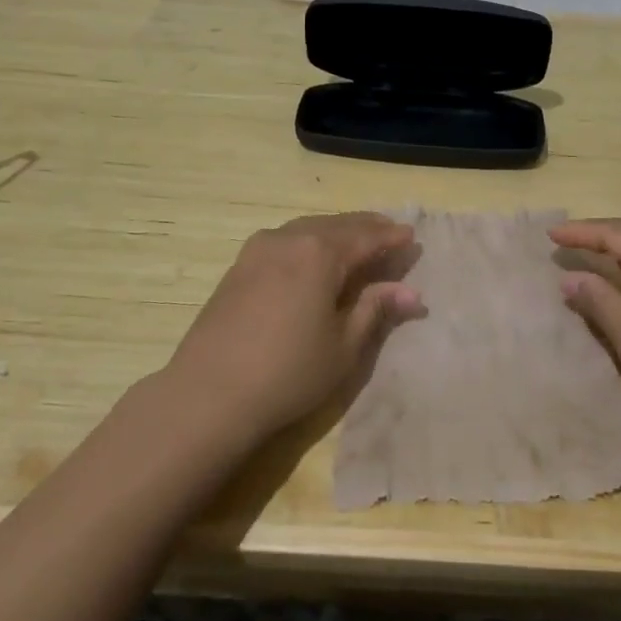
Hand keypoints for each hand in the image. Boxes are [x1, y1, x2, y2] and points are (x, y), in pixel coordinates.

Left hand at [161, 212, 422, 440]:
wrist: (209, 394)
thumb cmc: (288, 372)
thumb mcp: (343, 346)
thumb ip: (375, 310)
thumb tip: (411, 292)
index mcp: (320, 252)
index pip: (366, 237)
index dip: (391, 237)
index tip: (412, 236)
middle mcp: (289, 239)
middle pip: (336, 225)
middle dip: (366, 228)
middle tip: (389, 232)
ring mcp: (258, 250)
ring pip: (308, 229)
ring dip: (336, 231)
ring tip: (356, 241)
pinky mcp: (239, 266)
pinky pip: (285, 240)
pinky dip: (308, 241)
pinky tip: (313, 255)